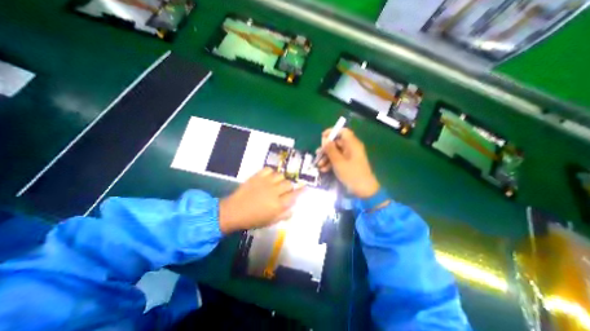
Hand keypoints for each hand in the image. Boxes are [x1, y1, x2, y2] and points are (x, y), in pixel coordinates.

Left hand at [218, 169, 305, 232]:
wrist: (233, 211)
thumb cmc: (253, 219)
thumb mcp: (270, 221)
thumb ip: (284, 215)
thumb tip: (293, 207)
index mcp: (278, 204)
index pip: (294, 195)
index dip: (301, 190)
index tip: (306, 187)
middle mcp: (274, 191)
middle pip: (289, 184)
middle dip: (289, 187)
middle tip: (284, 191)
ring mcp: (265, 182)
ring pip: (280, 175)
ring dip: (280, 179)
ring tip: (276, 184)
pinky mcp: (257, 176)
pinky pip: (269, 169)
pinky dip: (271, 172)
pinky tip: (268, 178)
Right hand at [318, 128, 377, 197]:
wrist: (363, 190)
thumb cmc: (351, 174)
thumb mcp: (338, 162)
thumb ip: (330, 149)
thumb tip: (324, 139)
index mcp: (352, 144)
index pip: (343, 132)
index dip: (332, 132)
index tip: (322, 137)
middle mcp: (352, 148)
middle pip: (337, 143)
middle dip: (326, 149)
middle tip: (317, 154)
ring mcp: (350, 156)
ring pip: (336, 152)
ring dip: (326, 158)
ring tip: (319, 165)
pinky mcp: (348, 163)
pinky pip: (338, 159)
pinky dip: (331, 163)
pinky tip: (324, 170)